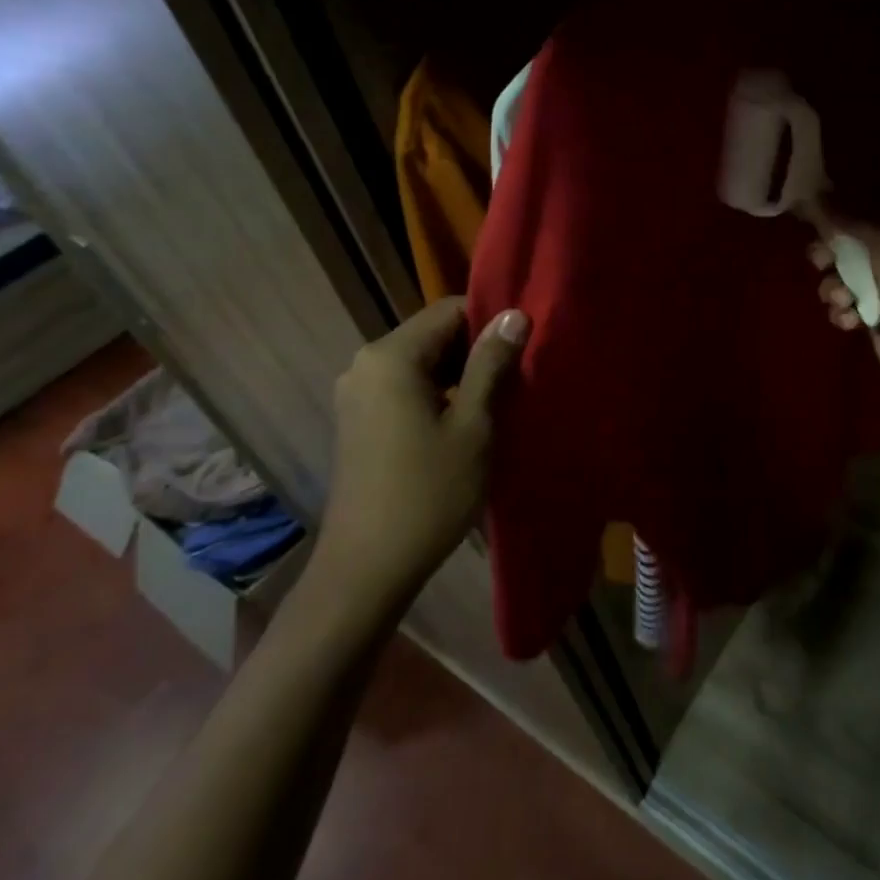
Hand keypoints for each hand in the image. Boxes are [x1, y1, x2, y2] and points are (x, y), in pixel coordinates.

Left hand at [312, 298, 528, 613]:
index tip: (522, 352)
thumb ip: (492, 364)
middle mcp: (366, 364)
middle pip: (434, 334)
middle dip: (476, 351)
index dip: (490, 323)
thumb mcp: (473, 425)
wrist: (367, 569)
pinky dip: (438, 395)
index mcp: (391, 357)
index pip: (449, 310)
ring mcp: (357, 394)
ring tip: (496, 404)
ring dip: (460, 375)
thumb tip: (514, 314)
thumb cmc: (428, 492)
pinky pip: (406, 387)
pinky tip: (463, 425)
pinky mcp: (358, 420)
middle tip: (515, 381)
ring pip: (422, 363)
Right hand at [809, 225, 879, 400]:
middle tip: (820, 263)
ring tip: (843, 300)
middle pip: (843, 257)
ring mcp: (878, 299)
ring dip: (832, 291)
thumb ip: (852, 228)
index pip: (856, 229)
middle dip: (826, 259)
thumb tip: (817, 197)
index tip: (813, 229)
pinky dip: (842, 316)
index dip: (833, 228)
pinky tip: (852, 323)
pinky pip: (844, 313)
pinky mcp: (871, 327)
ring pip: (839, 286)